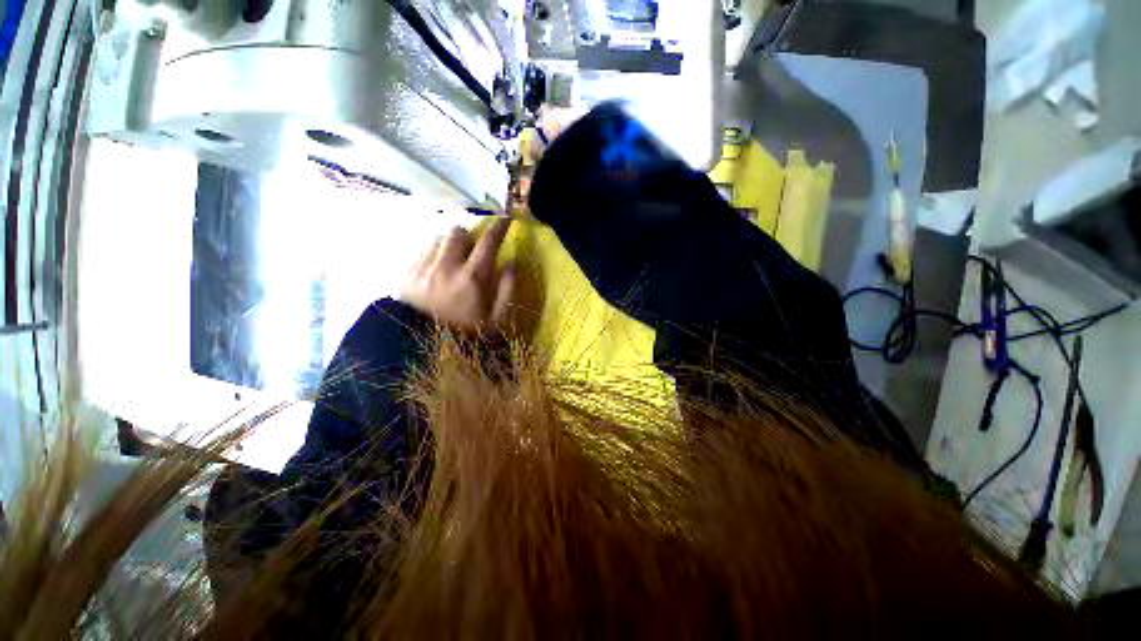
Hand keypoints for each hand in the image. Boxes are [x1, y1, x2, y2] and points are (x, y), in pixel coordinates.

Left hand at [400, 218, 515, 332]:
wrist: (420, 350)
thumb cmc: (465, 336)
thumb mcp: (496, 321)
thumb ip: (507, 290)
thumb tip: (511, 264)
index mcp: (472, 277)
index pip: (488, 242)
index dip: (499, 227)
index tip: (505, 219)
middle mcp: (446, 266)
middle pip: (457, 232)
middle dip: (468, 237)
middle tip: (471, 251)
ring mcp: (423, 268)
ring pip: (437, 239)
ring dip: (448, 246)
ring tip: (451, 263)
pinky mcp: (405, 274)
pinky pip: (421, 252)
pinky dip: (432, 256)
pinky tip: (435, 273)